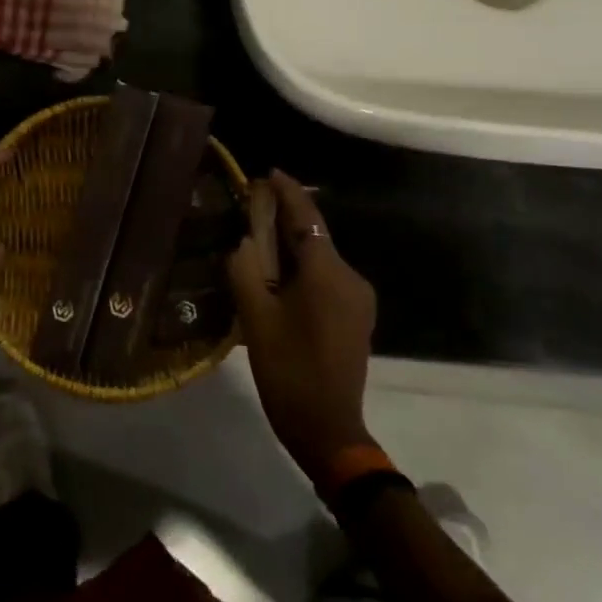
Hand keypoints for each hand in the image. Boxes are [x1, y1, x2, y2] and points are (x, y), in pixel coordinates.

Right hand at [228, 171, 378, 484]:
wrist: (328, 429)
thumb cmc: (289, 370)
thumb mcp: (255, 318)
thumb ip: (245, 269)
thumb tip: (243, 241)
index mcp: (328, 274)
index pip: (307, 218)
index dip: (288, 191)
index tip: (268, 172)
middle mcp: (351, 278)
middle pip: (315, 235)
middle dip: (285, 217)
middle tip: (251, 204)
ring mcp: (358, 299)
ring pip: (320, 257)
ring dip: (292, 244)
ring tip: (257, 236)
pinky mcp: (356, 316)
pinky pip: (326, 277)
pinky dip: (302, 266)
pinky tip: (278, 272)